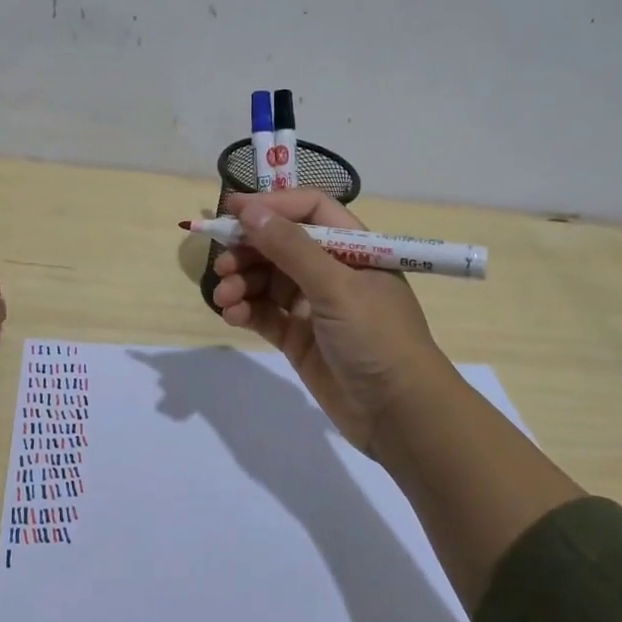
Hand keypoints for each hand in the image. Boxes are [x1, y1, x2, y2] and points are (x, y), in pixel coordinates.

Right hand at [210, 190, 455, 455]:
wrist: (400, 415)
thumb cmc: (376, 338)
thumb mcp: (336, 287)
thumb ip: (290, 248)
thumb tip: (250, 211)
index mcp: (354, 248)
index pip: (309, 210)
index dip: (272, 206)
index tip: (231, 210)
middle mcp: (333, 271)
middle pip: (281, 245)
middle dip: (248, 250)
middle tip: (221, 263)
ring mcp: (315, 306)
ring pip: (268, 280)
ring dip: (242, 282)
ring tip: (225, 297)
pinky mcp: (300, 338)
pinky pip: (266, 313)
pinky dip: (247, 310)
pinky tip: (232, 315)